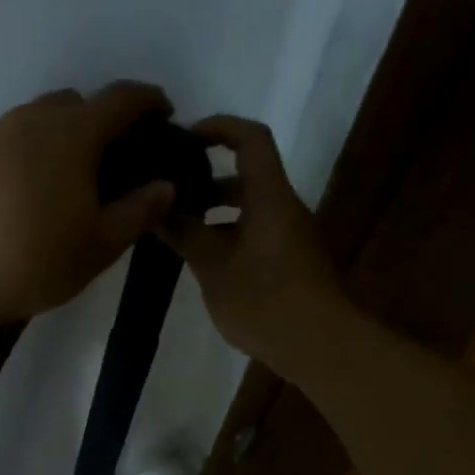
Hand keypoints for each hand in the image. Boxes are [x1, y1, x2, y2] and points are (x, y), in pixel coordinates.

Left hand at [0, 82, 178, 321]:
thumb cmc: (35, 260)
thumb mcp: (100, 245)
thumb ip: (139, 210)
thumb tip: (164, 185)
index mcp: (72, 133)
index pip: (122, 98)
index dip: (150, 101)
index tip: (164, 117)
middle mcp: (30, 121)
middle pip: (75, 103)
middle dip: (101, 120)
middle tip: (111, 161)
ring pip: (36, 121)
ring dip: (59, 137)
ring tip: (65, 182)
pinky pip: (6, 143)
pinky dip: (26, 156)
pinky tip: (23, 197)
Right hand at [161, 115, 347, 373]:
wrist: (320, 346)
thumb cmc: (266, 300)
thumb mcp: (214, 266)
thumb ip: (184, 232)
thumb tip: (155, 206)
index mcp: (270, 197)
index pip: (250, 140)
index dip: (218, 128)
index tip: (183, 140)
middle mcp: (284, 208)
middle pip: (246, 176)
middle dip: (204, 180)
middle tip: (166, 192)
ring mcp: (289, 236)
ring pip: (248, 208)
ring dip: (213, 213)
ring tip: (174, 229)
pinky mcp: (289, 261)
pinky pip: (254, 232)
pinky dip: (226, 234)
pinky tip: (200, 260)